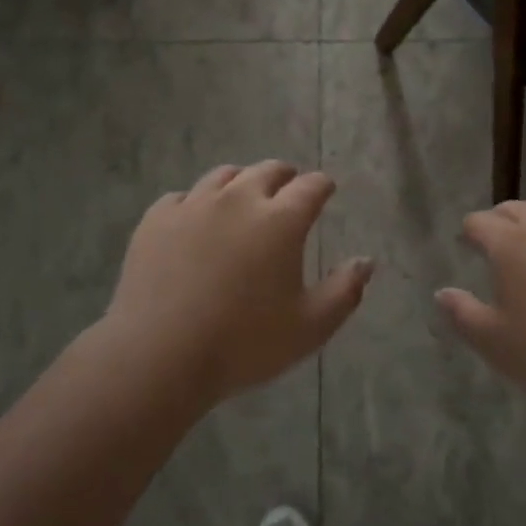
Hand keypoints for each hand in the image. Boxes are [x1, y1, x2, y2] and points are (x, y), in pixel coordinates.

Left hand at [104, 161, 372, 406]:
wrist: (160, 354)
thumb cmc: (244, 343)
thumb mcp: (309, 327)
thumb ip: (345, 291)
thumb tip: (367, 261)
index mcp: (281, 219)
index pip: (311, 185)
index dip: (322, 185)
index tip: (326, 189)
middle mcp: (240, 198)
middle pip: (268, 171)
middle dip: (284, 177)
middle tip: (287, 189)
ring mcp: (195, 204)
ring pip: (224, 176)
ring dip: (241, 182)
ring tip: (242, 198)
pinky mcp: (158, 218)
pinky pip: (182, 197)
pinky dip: (196, 204)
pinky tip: (194, 221)